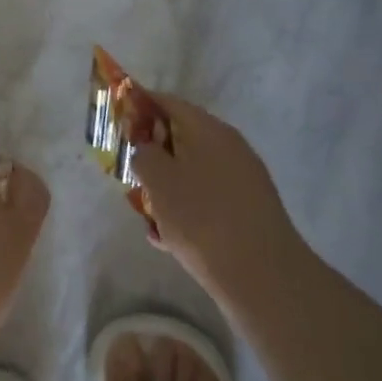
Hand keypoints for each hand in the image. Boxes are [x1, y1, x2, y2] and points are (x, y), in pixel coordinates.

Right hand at [130, 93, 297, 303]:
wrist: (263, 277)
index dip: (140, 106)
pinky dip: (187, 210)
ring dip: (168, 187)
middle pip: (182, 138)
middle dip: (153, 154)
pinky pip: (208, 199)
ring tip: (147, 215)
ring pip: (193, 172)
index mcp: (208, 129)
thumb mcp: (158, 180)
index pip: (168, 102)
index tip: (118, 122)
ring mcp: (243, 179)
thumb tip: (146, 148)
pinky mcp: (249, 211)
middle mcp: (229, 146)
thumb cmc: (202, 218)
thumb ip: (143, 154)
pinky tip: (169, 239)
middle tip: (130, 174)